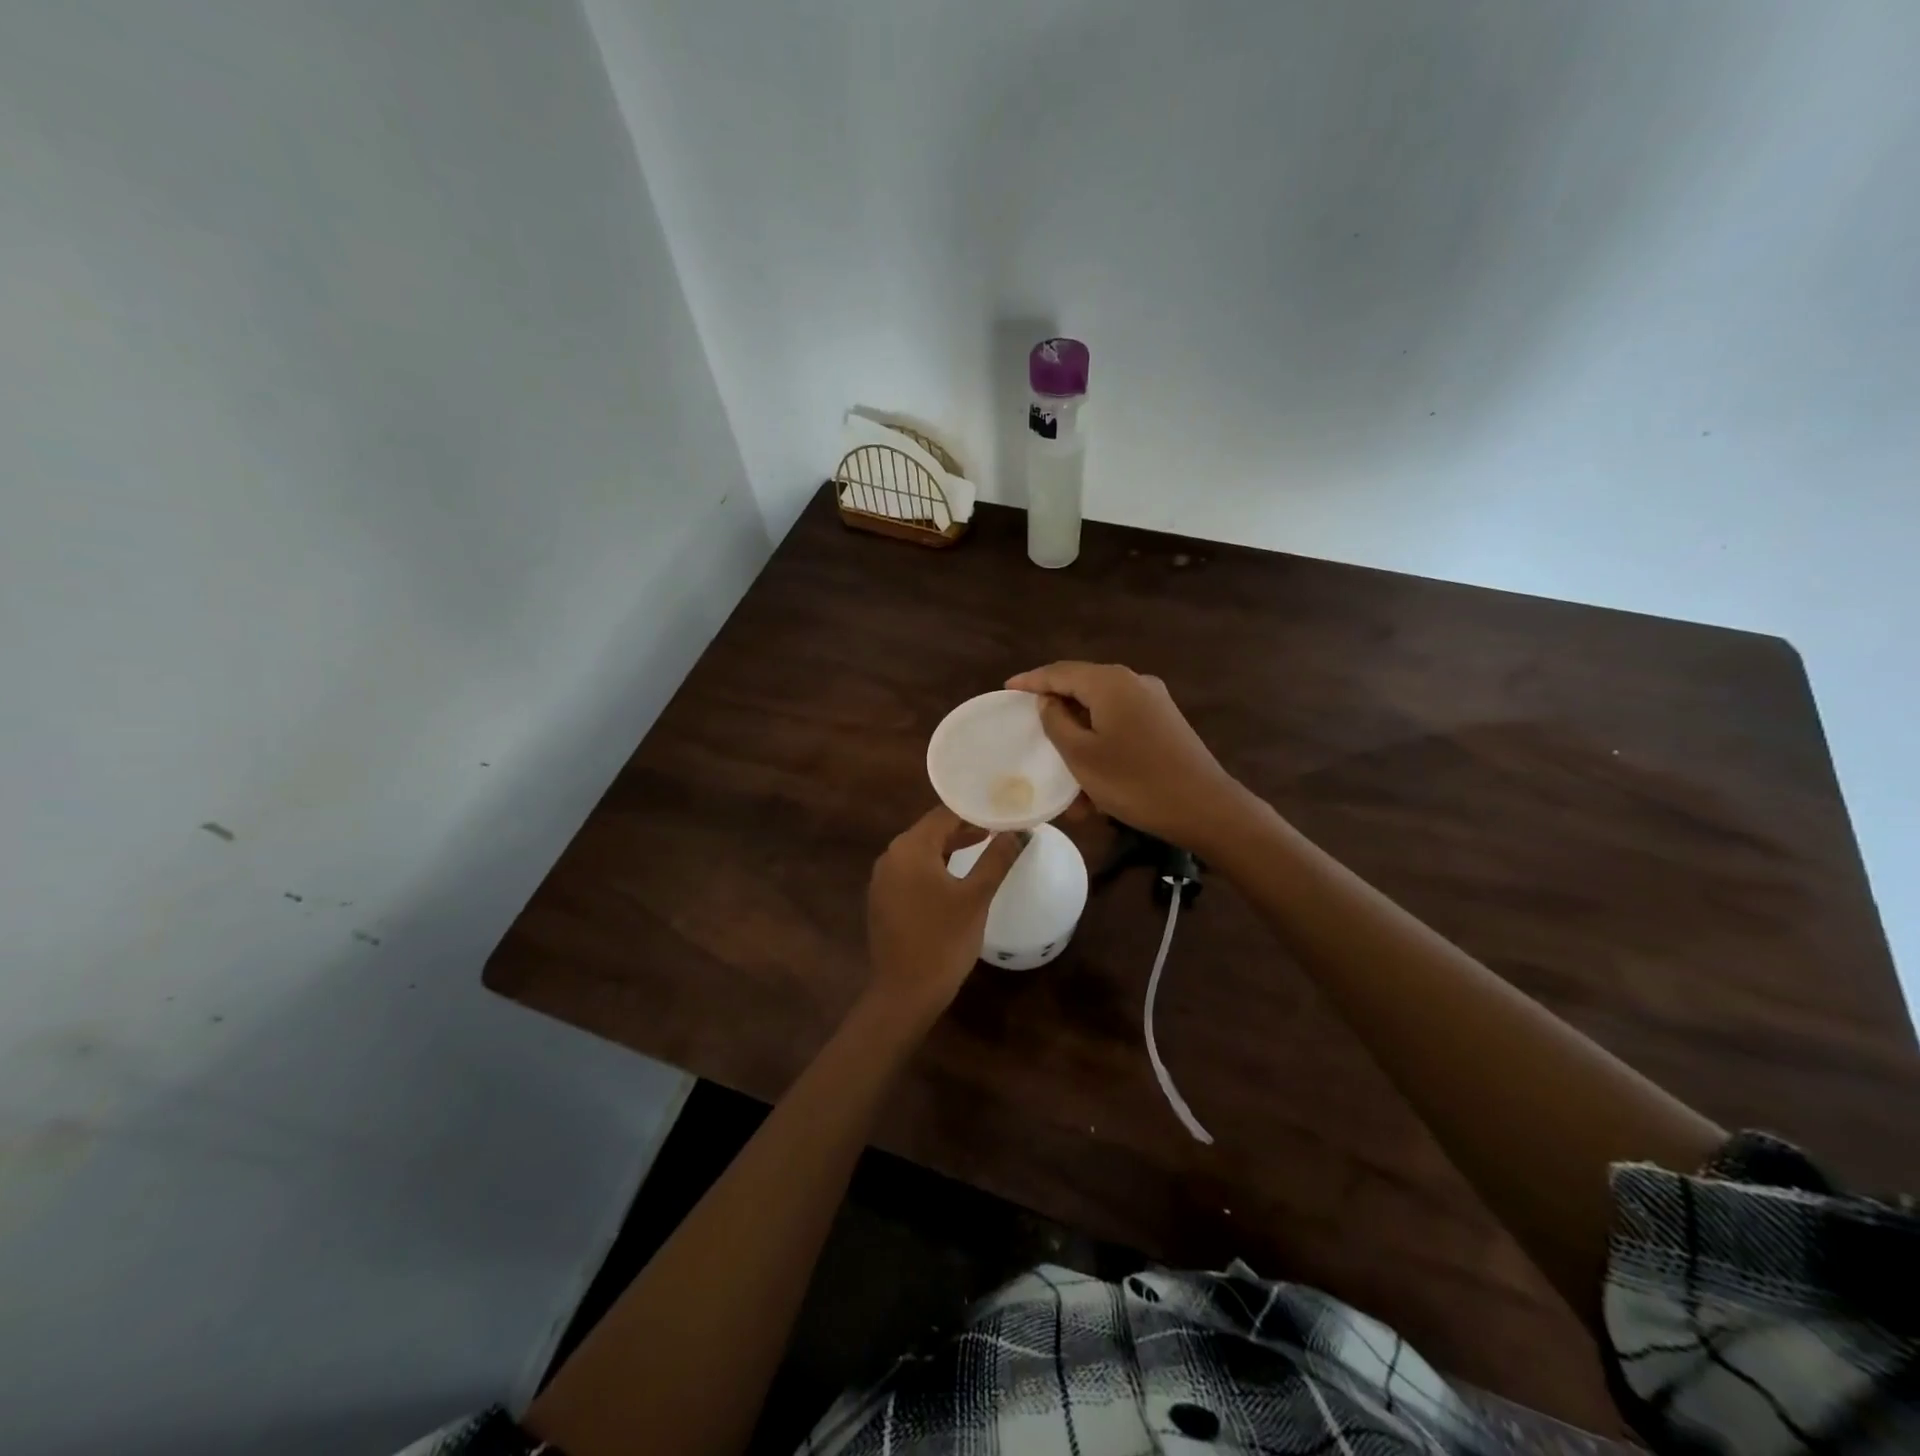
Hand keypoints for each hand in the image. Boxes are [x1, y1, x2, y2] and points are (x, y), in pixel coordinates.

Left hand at [866, 806, 1020, 1022]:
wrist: (904, 994)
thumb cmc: (943, 941)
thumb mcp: (976, 897)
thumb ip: (997, 859)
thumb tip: (1019, 832)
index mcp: (909, 848)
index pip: (944, 814)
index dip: (975, 810)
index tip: (1002, 810)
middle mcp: (891, 857)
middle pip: (931, 830)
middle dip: (965, 827)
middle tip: (999, 827)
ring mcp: (883, 880)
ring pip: (922, 851)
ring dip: (951, 847)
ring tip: (985, 846)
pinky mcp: (883, 900)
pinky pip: (913, 871)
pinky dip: (936, 866)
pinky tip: (957, 876)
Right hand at [1005, 662, 1248, 849]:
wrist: (1205, 807)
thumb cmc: (1135, 781)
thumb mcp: (1082, 755)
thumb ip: (1056, 722)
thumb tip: (1049, 701)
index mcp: (1110, 683)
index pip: (1059, 672)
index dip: (1031, 681)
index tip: (1007, 689)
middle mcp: (1134, 682)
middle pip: (1083, 687)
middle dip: (1056, 709)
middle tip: (1029, 723)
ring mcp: (1154, 702)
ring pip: (1102, 712)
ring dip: (1079, 738)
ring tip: (1061, 768)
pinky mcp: (1165, 724)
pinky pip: (1122, 727)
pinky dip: (1101, 745)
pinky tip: (1093, 781)